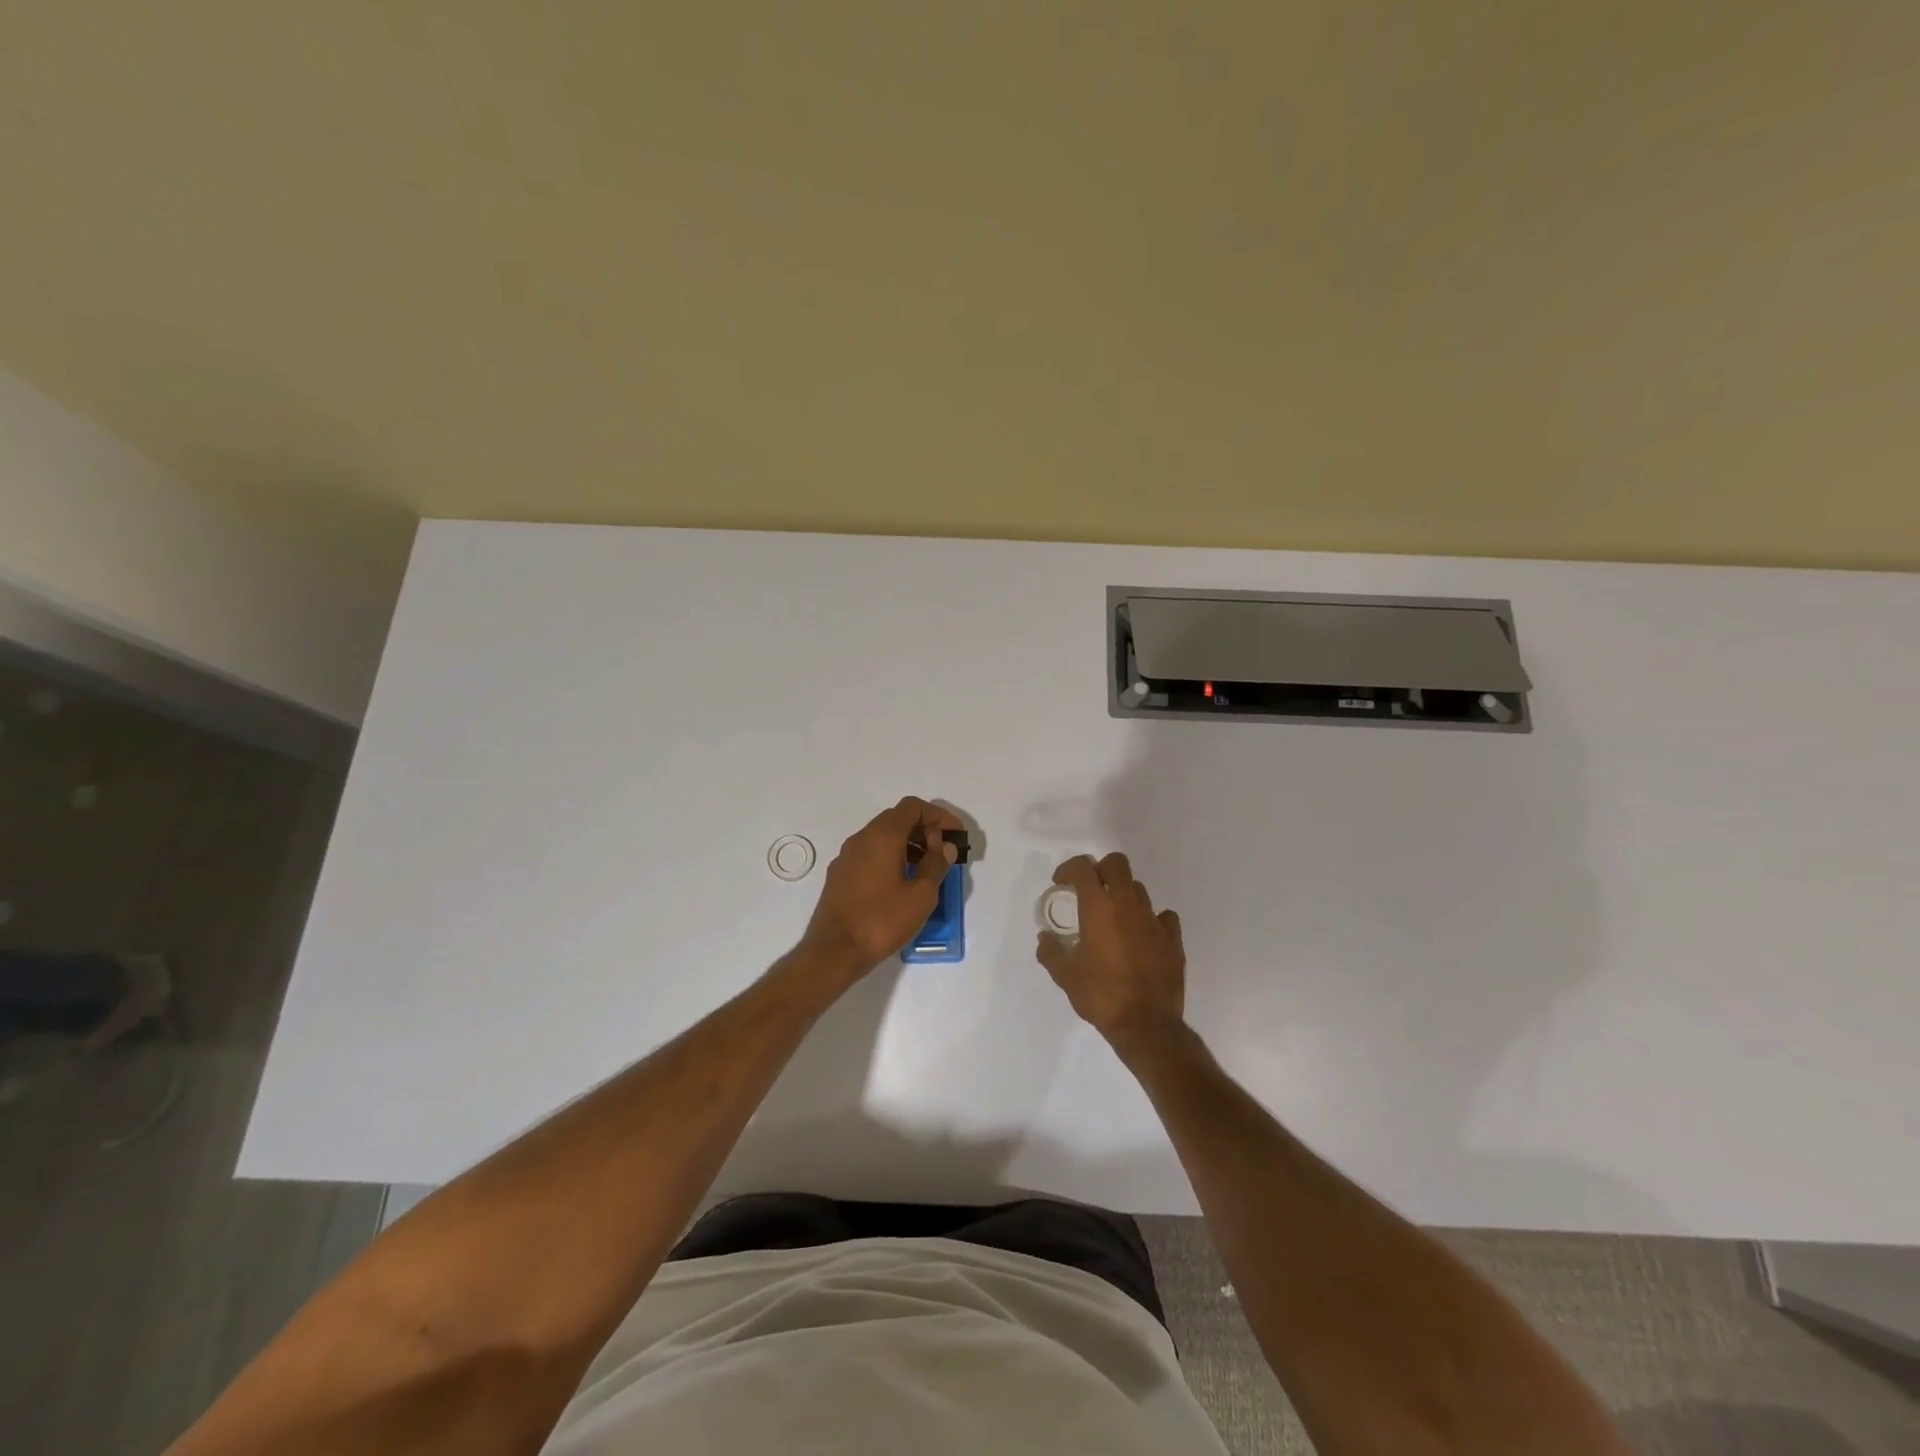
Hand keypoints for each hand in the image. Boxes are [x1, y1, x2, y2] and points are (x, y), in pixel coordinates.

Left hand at [800, 797, 962, 974]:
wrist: (834, 951)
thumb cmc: (882, 920)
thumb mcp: (921, 895)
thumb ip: (936, 865)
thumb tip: (944, 846)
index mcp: (882, 836)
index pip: (913, 807)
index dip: (939, 816)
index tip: (955, 836)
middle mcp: (861, 838)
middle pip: (897, 818)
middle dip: (924, 829)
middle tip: (942, 853)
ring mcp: (847, 856)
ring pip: (882, 837)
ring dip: (908, 844)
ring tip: (926, 869)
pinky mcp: (840, 875)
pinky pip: (870, 853)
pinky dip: (891, 857)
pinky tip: (901, 882)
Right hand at [1036, 853, 1185, 1049]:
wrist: (1146, 1024)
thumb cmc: (1101, 995)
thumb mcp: (1065, 975)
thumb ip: (1050, 951)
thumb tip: (1045, 938)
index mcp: (1098, 907)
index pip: (1083, 867)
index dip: (1069, 868)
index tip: (1061, 883)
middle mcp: (1127, 905)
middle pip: (1117, 863)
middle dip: (1100, 869)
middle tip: (1089, 890)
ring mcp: (1154, 920)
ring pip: (1138, 889)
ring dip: (1122, 895)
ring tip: (1113, 918)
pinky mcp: (1173, 939)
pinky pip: (1163, 916)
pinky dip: (1150, 919)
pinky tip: (1142, 935)